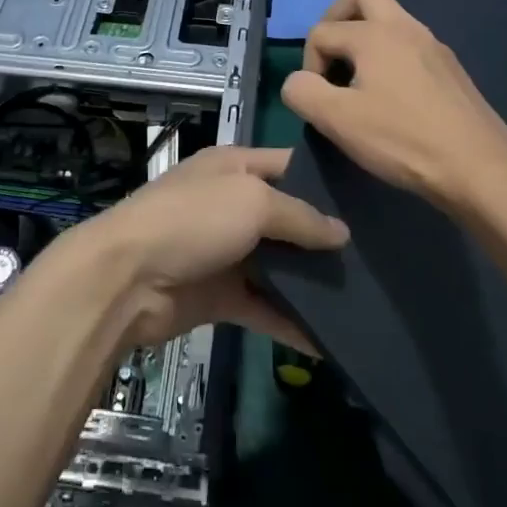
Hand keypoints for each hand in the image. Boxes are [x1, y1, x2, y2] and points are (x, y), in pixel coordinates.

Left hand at [59, 145, 348, 348]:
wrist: (128, 278)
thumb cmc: (192, 220)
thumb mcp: (251, 201)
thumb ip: (300, 215)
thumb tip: (342, 233)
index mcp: (234, 166)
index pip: (288, 165)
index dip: (325, 179)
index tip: (371, 198)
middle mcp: (231, 204)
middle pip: (287, 218)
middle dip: (324, 237)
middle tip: (378, 256)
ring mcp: (226, 252)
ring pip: (280, 265)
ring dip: (312, 282)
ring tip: (365, 297)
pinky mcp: (221, 296)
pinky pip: (265, 307)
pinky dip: (292, 322)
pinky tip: (330, 341)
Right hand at [280, 0, 506, 211]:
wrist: (479, 167)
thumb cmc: (403, 140)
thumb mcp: (338, 121)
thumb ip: (302, 93)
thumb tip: (298, 82)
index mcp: (374, 33)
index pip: (321, 32)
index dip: (308, 65)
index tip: (320, 102)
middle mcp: (404, 26)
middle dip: (335, 18)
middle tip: (330, 58)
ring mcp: (432, 44)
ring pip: (389, 18)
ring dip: (364, 38)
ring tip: (357, 82)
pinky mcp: (449, 67)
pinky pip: (408, 43)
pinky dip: (389, 56)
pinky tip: (392, 97)